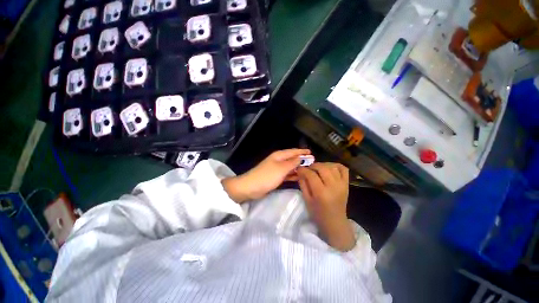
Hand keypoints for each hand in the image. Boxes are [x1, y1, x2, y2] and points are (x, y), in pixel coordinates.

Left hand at [222, 149, 310, 203]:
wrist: (251, 187)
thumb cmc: (267, 176)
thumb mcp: (282, 168)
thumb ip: (292, 163)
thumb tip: (301, 157)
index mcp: (279, 155)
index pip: (293, 151)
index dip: (302, 151)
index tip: (311, 152)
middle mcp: (278, 160)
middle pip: (291, 158)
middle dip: (301, 159)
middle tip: (312, 162)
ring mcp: (276, 169)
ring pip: (289, 167)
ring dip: (297, 167)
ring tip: (308, 170)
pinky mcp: (275, 177)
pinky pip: (286, 174)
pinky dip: (292, 174)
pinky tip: (298, 177)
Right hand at [297, 163, 354, 251]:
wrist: (335, 222)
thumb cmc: (318, 213)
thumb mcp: (306, 200)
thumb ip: (303, 184)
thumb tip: (300, 171)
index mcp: (321, 193)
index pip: (311, 175)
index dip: (303, 170)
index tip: (299, 169)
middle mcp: (333, 187)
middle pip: (322, 168)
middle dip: (312, 165)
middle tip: (308, 169)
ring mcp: (342, 184)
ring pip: (332, 166)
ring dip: (322, 165)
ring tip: (317, 169)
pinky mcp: (346, 184)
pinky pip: (343, 169)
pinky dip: (335, 165)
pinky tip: (329, 168)